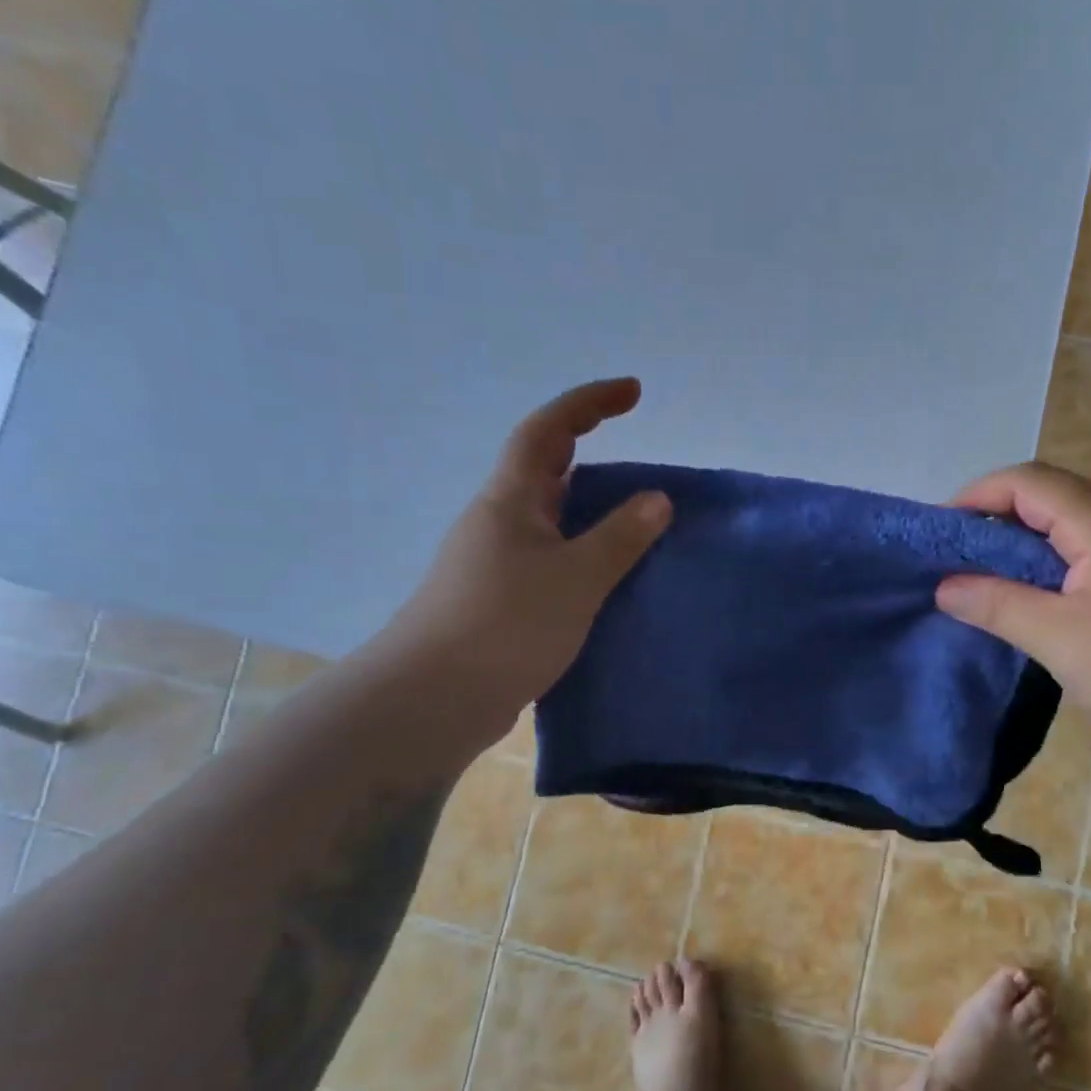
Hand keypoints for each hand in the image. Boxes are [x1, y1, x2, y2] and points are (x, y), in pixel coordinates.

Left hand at [378, 378, 670, 718]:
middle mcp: (498, 521)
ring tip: (638, 532)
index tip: (633, 392)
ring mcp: (494, 563)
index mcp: (511, 499)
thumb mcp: (576, 577)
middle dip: (591, 457)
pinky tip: (607, 585)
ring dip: (590, 516)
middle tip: (641, 474)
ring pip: (550, 522)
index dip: (589, 402)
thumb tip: (657, 498)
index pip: (549, 429)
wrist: (433, 699)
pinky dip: (582, 558)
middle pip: (546, 472)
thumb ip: (620, 536)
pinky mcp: (497, 602)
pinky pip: (549, 562)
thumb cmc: (506, 624)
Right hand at [936, 463, 1090, 766]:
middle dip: (999, 520)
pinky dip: (1056, 568)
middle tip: (958, 559)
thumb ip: (997, 604)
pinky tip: (1040, 603)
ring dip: (1028, 546)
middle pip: (1056, 499)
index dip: (979, 495)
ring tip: (988, 580)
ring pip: (1077, 530)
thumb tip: (945, 587)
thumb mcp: (1058, 639)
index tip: (941, 531)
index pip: (1032, 482)